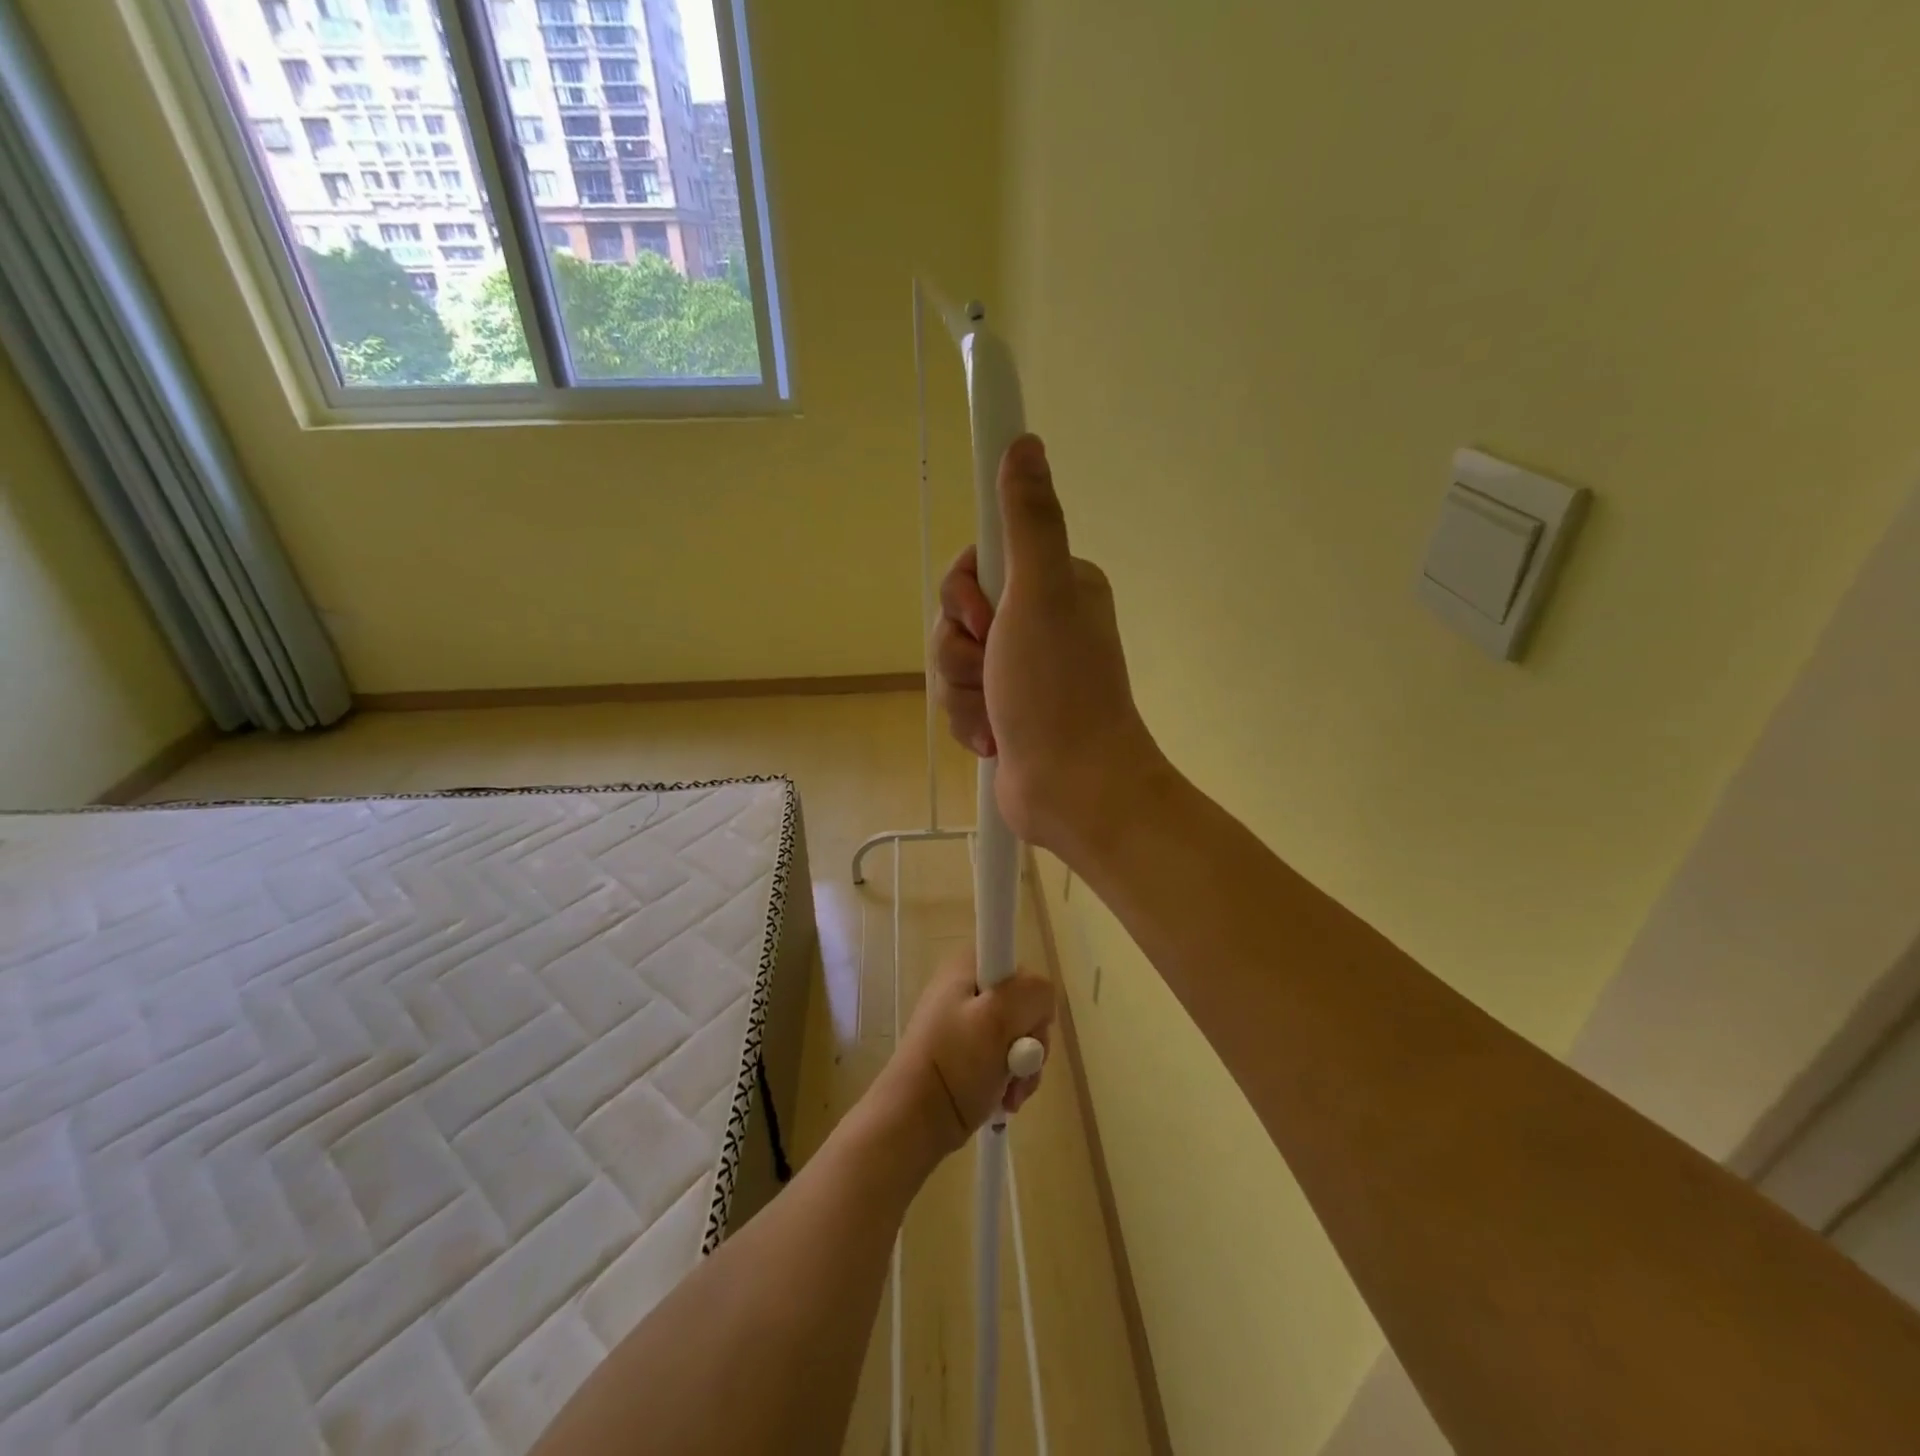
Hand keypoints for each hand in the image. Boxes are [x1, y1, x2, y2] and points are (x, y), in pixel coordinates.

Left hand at [873, 947, 1054, 1160]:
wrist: (914, 1120)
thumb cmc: (955, 1063)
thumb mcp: (997, 1017)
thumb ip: (1032, 993)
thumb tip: (1042, 1001)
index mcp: (968, 966)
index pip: (1021, 969)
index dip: (1030, 1000)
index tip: (1021, 1026)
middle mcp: (967, 987)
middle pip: (1025, 1006)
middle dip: (1030, 1042)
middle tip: (1019, 1066)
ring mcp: (967, 1023)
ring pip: (1020, 1036)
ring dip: (1023, 1068)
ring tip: (1010, 1092)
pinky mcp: (968, 1054)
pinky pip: (1005, 1058)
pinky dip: (1011, 1079)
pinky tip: (1004, 1099)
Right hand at [933, 435, 1165, 854]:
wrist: (1074, 791)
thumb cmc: (1057, 690)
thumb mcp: (1039, 595)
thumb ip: (1028, 520)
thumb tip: (1025, 443)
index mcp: (1053, 583)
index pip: (977, 561)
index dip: (965, 592)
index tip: (982, 617)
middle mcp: (1038, 619)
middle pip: (957, 614)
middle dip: (961, 650)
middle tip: (992, 670)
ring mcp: (1021, 668)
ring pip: (952, 660)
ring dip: (963, 692)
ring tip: (996, 716)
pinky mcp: (1006, 708)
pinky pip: (960, 698)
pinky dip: (971, 721)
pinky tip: (995, 740)